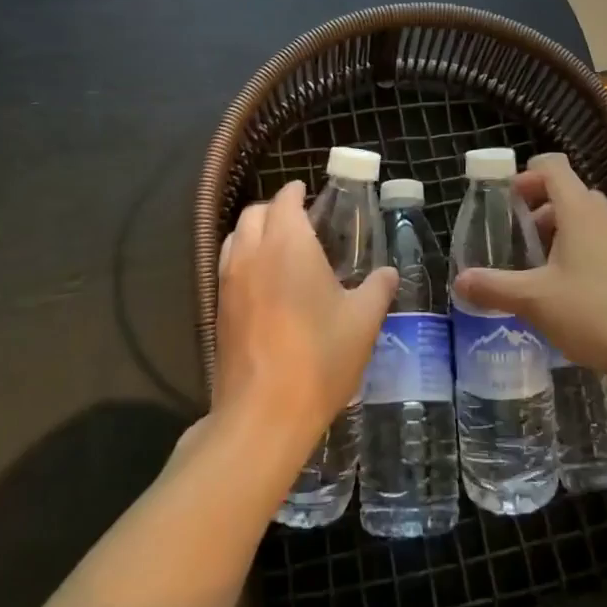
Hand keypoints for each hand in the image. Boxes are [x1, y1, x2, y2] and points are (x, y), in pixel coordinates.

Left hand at [215, 180, 396, 455]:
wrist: (264, 413)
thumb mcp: (363, 321)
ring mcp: (229, 282)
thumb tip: (388, 272)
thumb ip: (378, 288)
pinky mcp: (218, 310)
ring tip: (280, 249)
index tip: (308, 193)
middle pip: (254, 213)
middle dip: (275, 209)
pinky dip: (244, 259)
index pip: (285, 200)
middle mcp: (252, 253)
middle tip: (300, 222)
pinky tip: (265, 284)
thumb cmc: (320, 357)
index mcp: (288, 243)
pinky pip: (228, 266)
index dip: (296, 192)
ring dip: (255, 232)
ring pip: (235, 237)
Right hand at [453, 154, 606, 377]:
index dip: (526, 174)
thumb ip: (494, 287)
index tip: (505, 197)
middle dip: (537, 204)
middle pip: (567, 191)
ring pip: (583, 217)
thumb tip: (459, 280)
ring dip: (555, 228)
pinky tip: (559, 284)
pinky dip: (574, 247)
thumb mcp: (534, 300)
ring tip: (532, 261)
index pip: (554, 167)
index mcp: (579, 211)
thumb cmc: (592, 313)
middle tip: (514, 231)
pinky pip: (596, 240)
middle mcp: (602, 217)